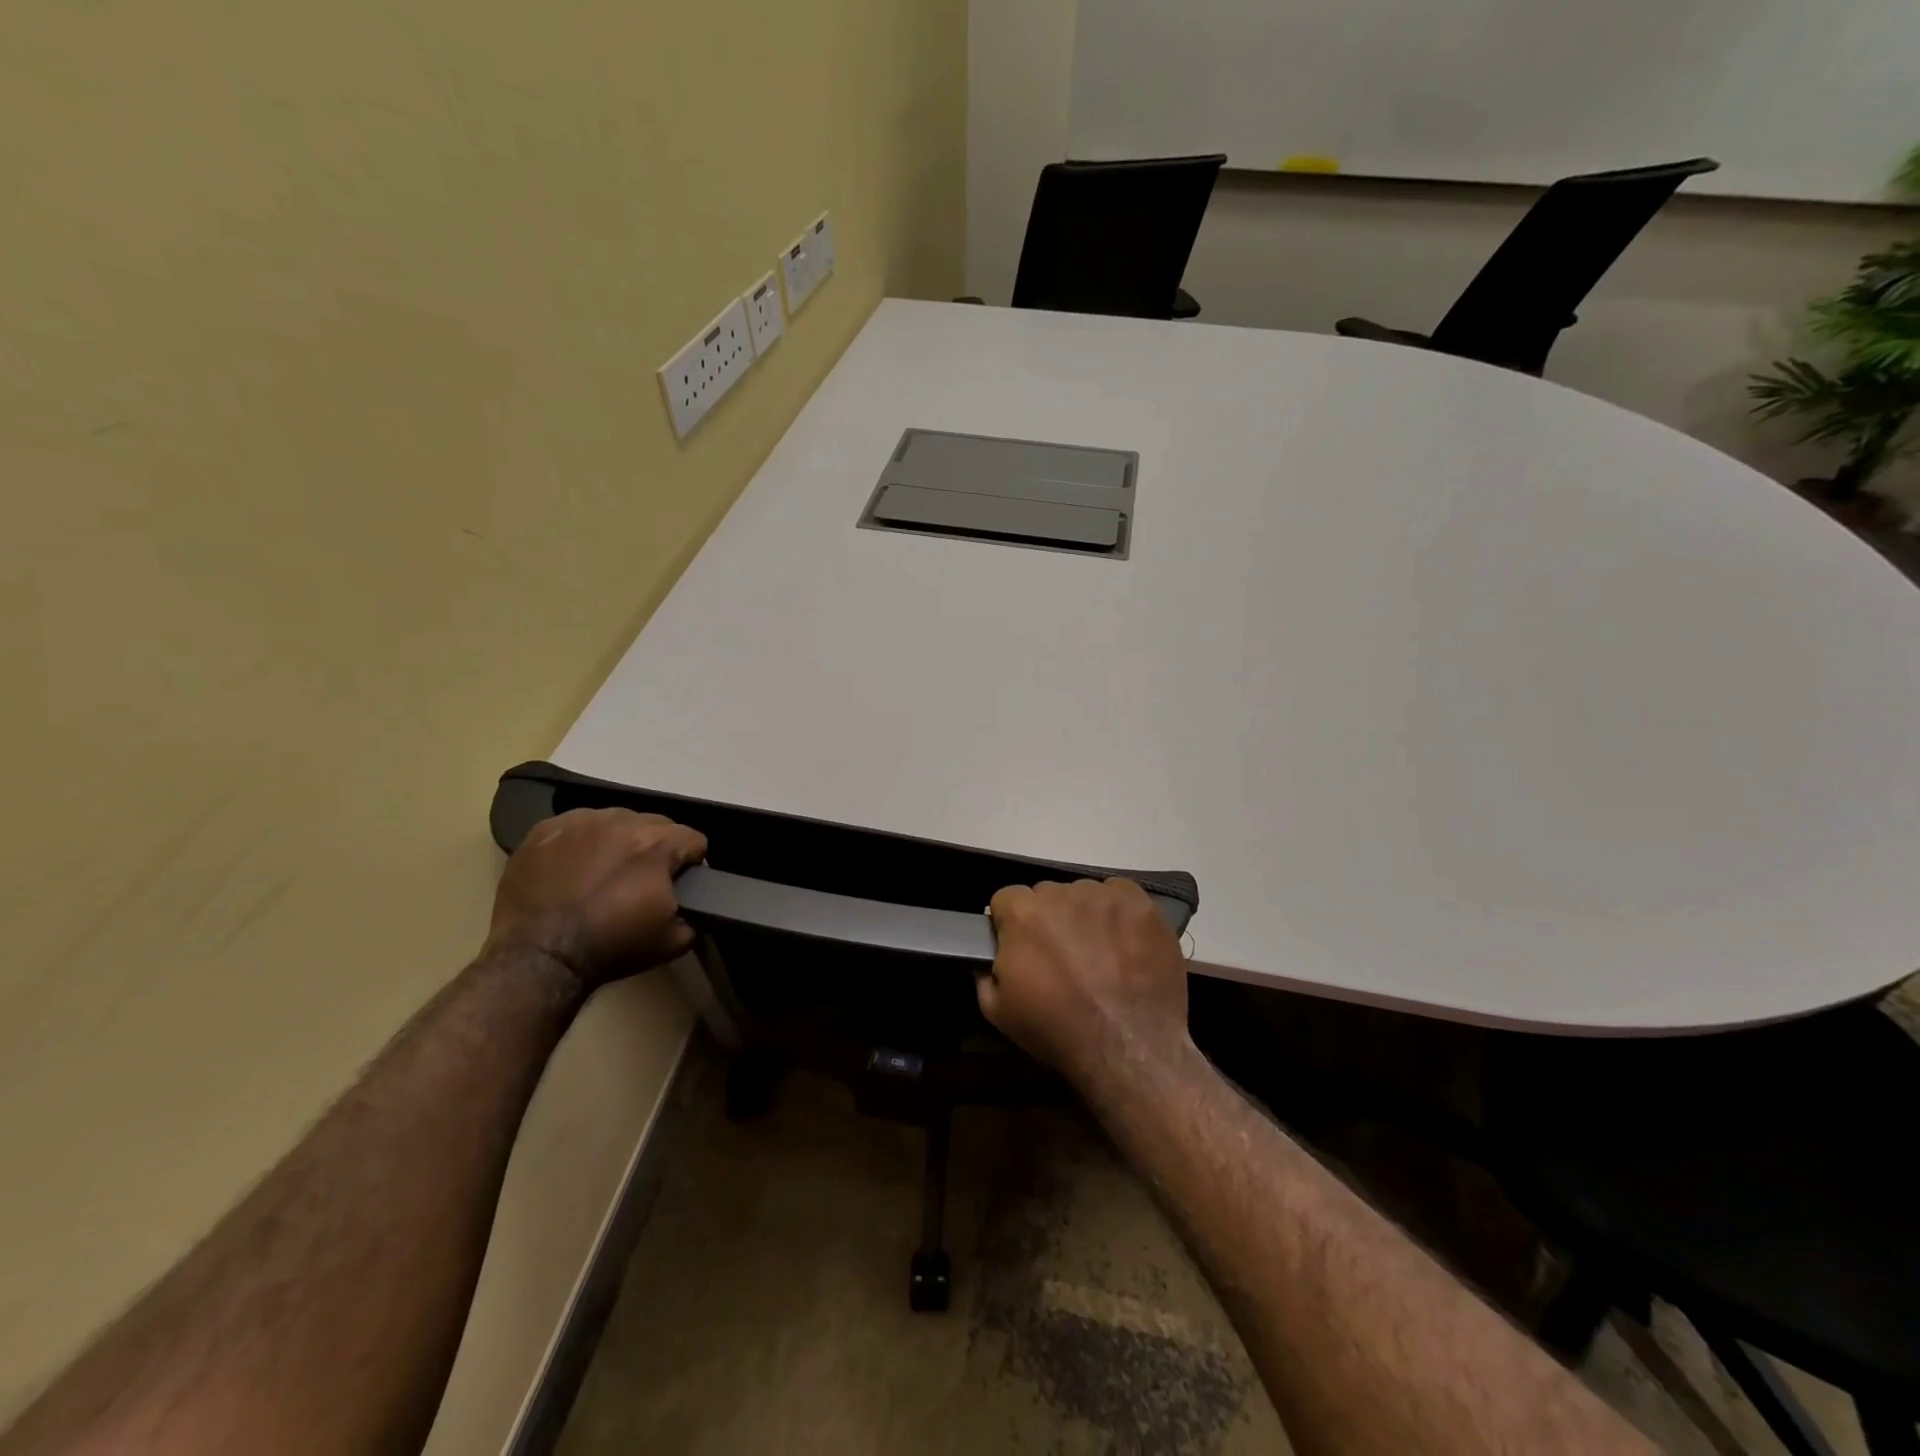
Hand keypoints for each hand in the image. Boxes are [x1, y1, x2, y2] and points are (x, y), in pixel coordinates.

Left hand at [486, 808, 707, 989]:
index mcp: (657, 844)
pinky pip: (576, 826)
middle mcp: (621, 821)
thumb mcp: (673, 941)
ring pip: (616, 820)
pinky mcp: (545, 829)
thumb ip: (696, 914)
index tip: (679, 884)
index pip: (694, 839)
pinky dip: (581, 843)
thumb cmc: (611, 947)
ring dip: (619, 841)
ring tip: (604, 873)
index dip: (692, 863)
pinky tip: (572, 868)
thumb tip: (696, 906)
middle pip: (656, 824)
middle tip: (641, 880)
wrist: (539, 958)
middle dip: (655, 848)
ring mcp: (580, 821)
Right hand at [977, 878, 1190, 1086]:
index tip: (1022, 948)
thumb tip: (990, 953)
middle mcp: (1061, 893)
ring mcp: (1103, 894)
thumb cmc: (1058, 1030)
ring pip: (1083, 894)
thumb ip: (984, 972)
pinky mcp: (1139, 902)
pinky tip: (1124, 943)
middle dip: (1049, 919)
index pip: (1006, 900)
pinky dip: (1117, 913)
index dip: (1011, 924)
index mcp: (1022, 913)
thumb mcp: (998, 1011)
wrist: (1129, 1045)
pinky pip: (1119, 894)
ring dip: (1083, 915)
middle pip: (1046, 895)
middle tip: (1062, 955)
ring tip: (1098, 953)